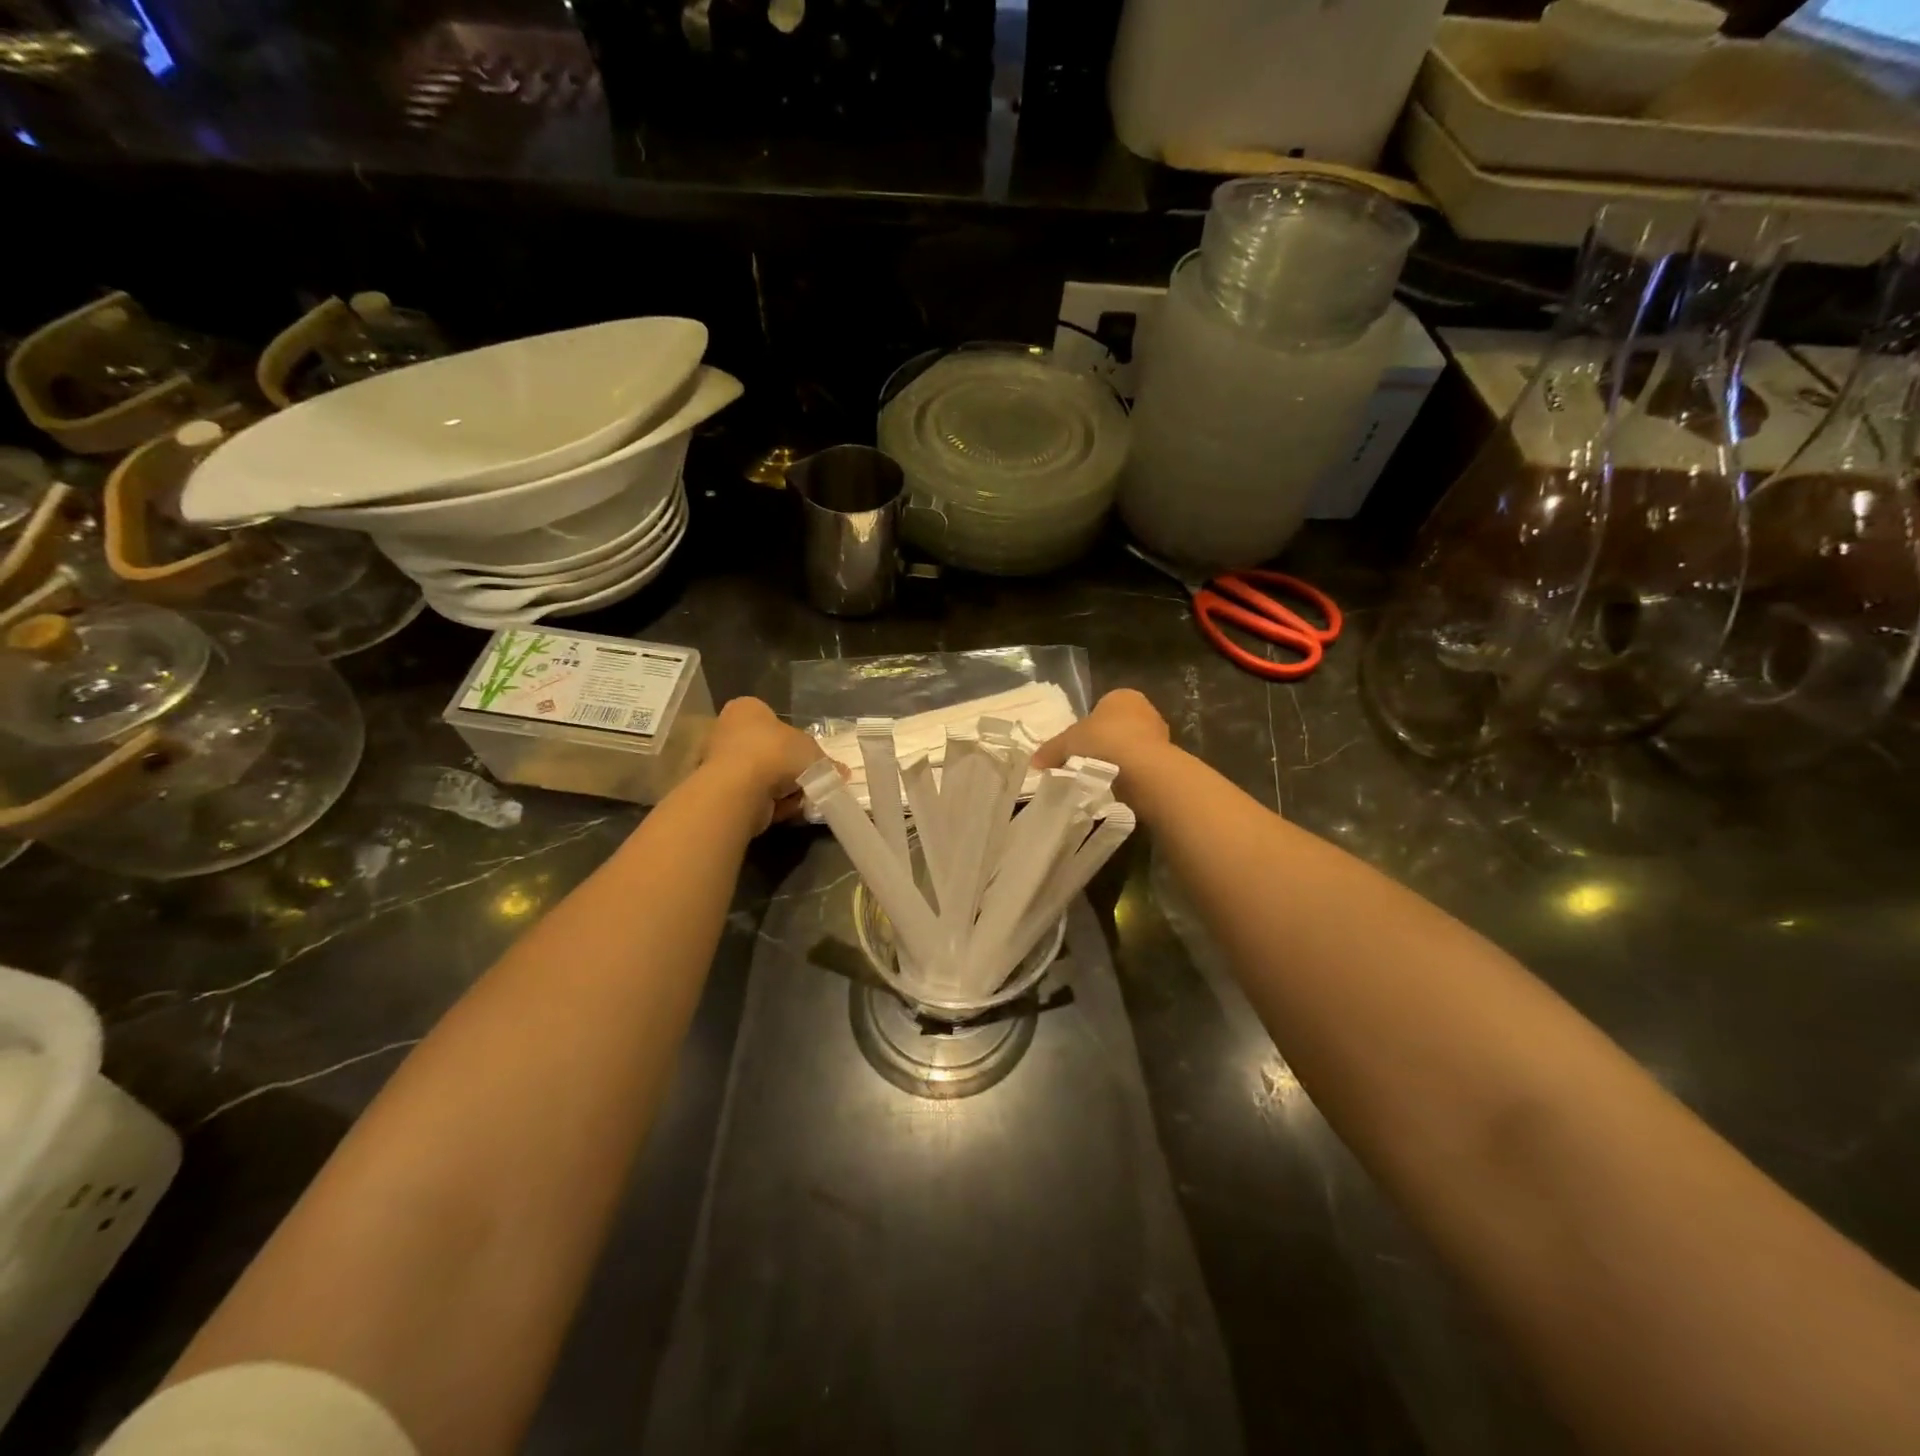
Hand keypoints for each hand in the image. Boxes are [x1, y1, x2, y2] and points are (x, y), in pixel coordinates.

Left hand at [701, 697, 829, 829]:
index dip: (795, 742)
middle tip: (809, 782)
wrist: (739, 789)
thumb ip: (827, 762)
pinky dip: (769, 804)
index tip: (809, 759)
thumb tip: (842, 772)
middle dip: (789, 770)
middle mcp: (727, 730)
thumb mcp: (814, 753)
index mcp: (747, 709)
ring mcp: (719, 762)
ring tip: (799, 799)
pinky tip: (782, 810)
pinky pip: (752, 796)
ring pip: (762, 777)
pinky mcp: (719, 792)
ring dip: (782, 790)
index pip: (774, 720)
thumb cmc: (777, 753)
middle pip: (769, 751)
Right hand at [1032, 689, 1171, 792]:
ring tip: (1100, 778)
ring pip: (1131, 747)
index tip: (1078, 746)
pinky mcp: (1166, 759)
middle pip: (1117, 727)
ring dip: (1118, 761)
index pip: (1102, 708)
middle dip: (1104, 744)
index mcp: (1122, 696)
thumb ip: (1051, 750)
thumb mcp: (1068, 743)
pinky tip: (1118, 786)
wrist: (1142, 769)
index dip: (1088, 727)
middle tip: (1086, 762)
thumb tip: (1035, 762)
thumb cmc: (1103, 741)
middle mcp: (1145, 709)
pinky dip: (1130, 775)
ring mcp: (1159, 735)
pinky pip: (1141, 765)